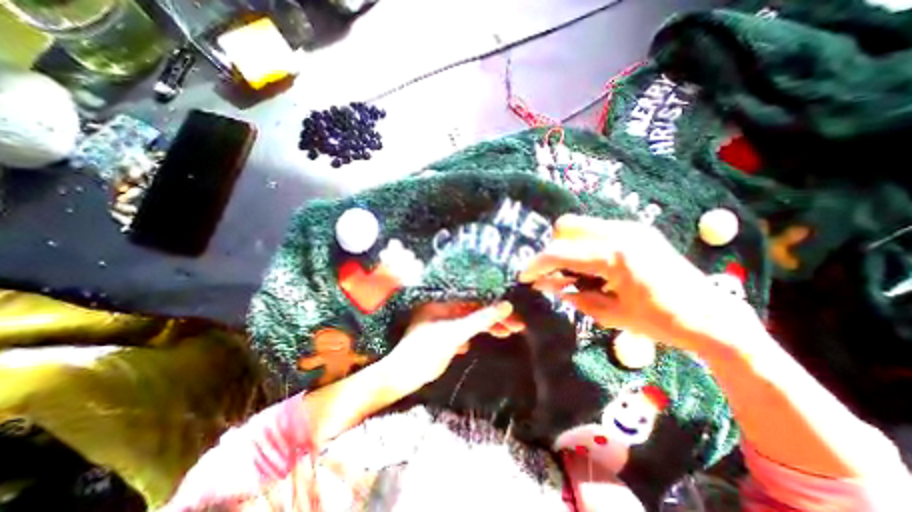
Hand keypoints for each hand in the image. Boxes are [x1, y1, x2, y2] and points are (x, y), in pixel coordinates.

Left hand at [381, 302, 524, 393]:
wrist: (402, 377)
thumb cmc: (425, 351)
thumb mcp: (455, 333)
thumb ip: (480, 319)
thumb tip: (507, 305)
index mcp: (442, 300)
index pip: (473, 295)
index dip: (494, 301)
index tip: (513, 309)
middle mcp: (443, 306)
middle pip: (475, 307)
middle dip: (494, 316)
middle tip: (517, 325)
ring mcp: (442, 320)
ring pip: (470, 319)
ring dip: (486, 326)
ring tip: (507, 333)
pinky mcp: (443, 334)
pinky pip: (463, 329)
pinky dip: (473, 334)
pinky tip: (474, 344)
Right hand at [516, 214, 760, 352]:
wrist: (714, 318)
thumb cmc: (661, 323)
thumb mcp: (610, 314)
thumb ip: (573, 296)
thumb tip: (544, 286)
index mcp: (615, 257)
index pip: (560, 252)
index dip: (537, 264)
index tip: (524, 276)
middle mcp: (621, 233)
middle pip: (566, 226)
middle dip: (553, 250)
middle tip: (553, 274)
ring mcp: (630, 227)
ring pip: (579, 224)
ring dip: (568, 245)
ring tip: (572, 271)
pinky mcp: (636, 229)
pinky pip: (596, 229)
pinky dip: (584, 244)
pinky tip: (591, 266)